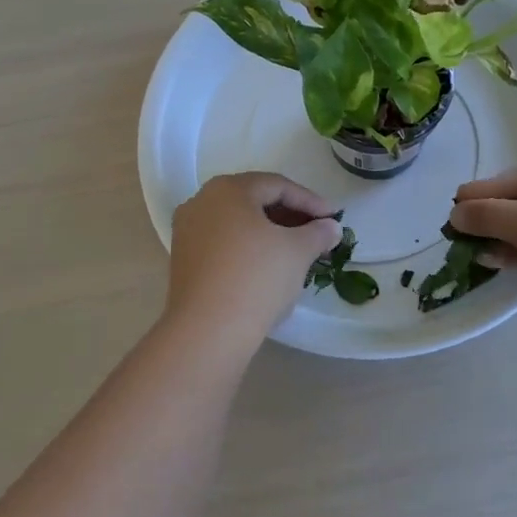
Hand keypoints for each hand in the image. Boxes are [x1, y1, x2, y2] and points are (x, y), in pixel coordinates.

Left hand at [166, 172, 342, 345]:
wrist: (208, 330)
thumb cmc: (257, 277)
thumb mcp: (298, 251)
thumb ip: (318, 233)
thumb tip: (330, 227)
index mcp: (228, 189)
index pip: (277, 186)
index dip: (310, 201)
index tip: (334, 218)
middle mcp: (202, 202)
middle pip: (254, 201)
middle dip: (290, 216)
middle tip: (317, 233)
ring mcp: (187, 231)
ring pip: (237, 223)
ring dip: (270, 233)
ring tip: (297, 251)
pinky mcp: (183, 260)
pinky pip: (223, 243)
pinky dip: (248, 247)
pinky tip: (268, 267)